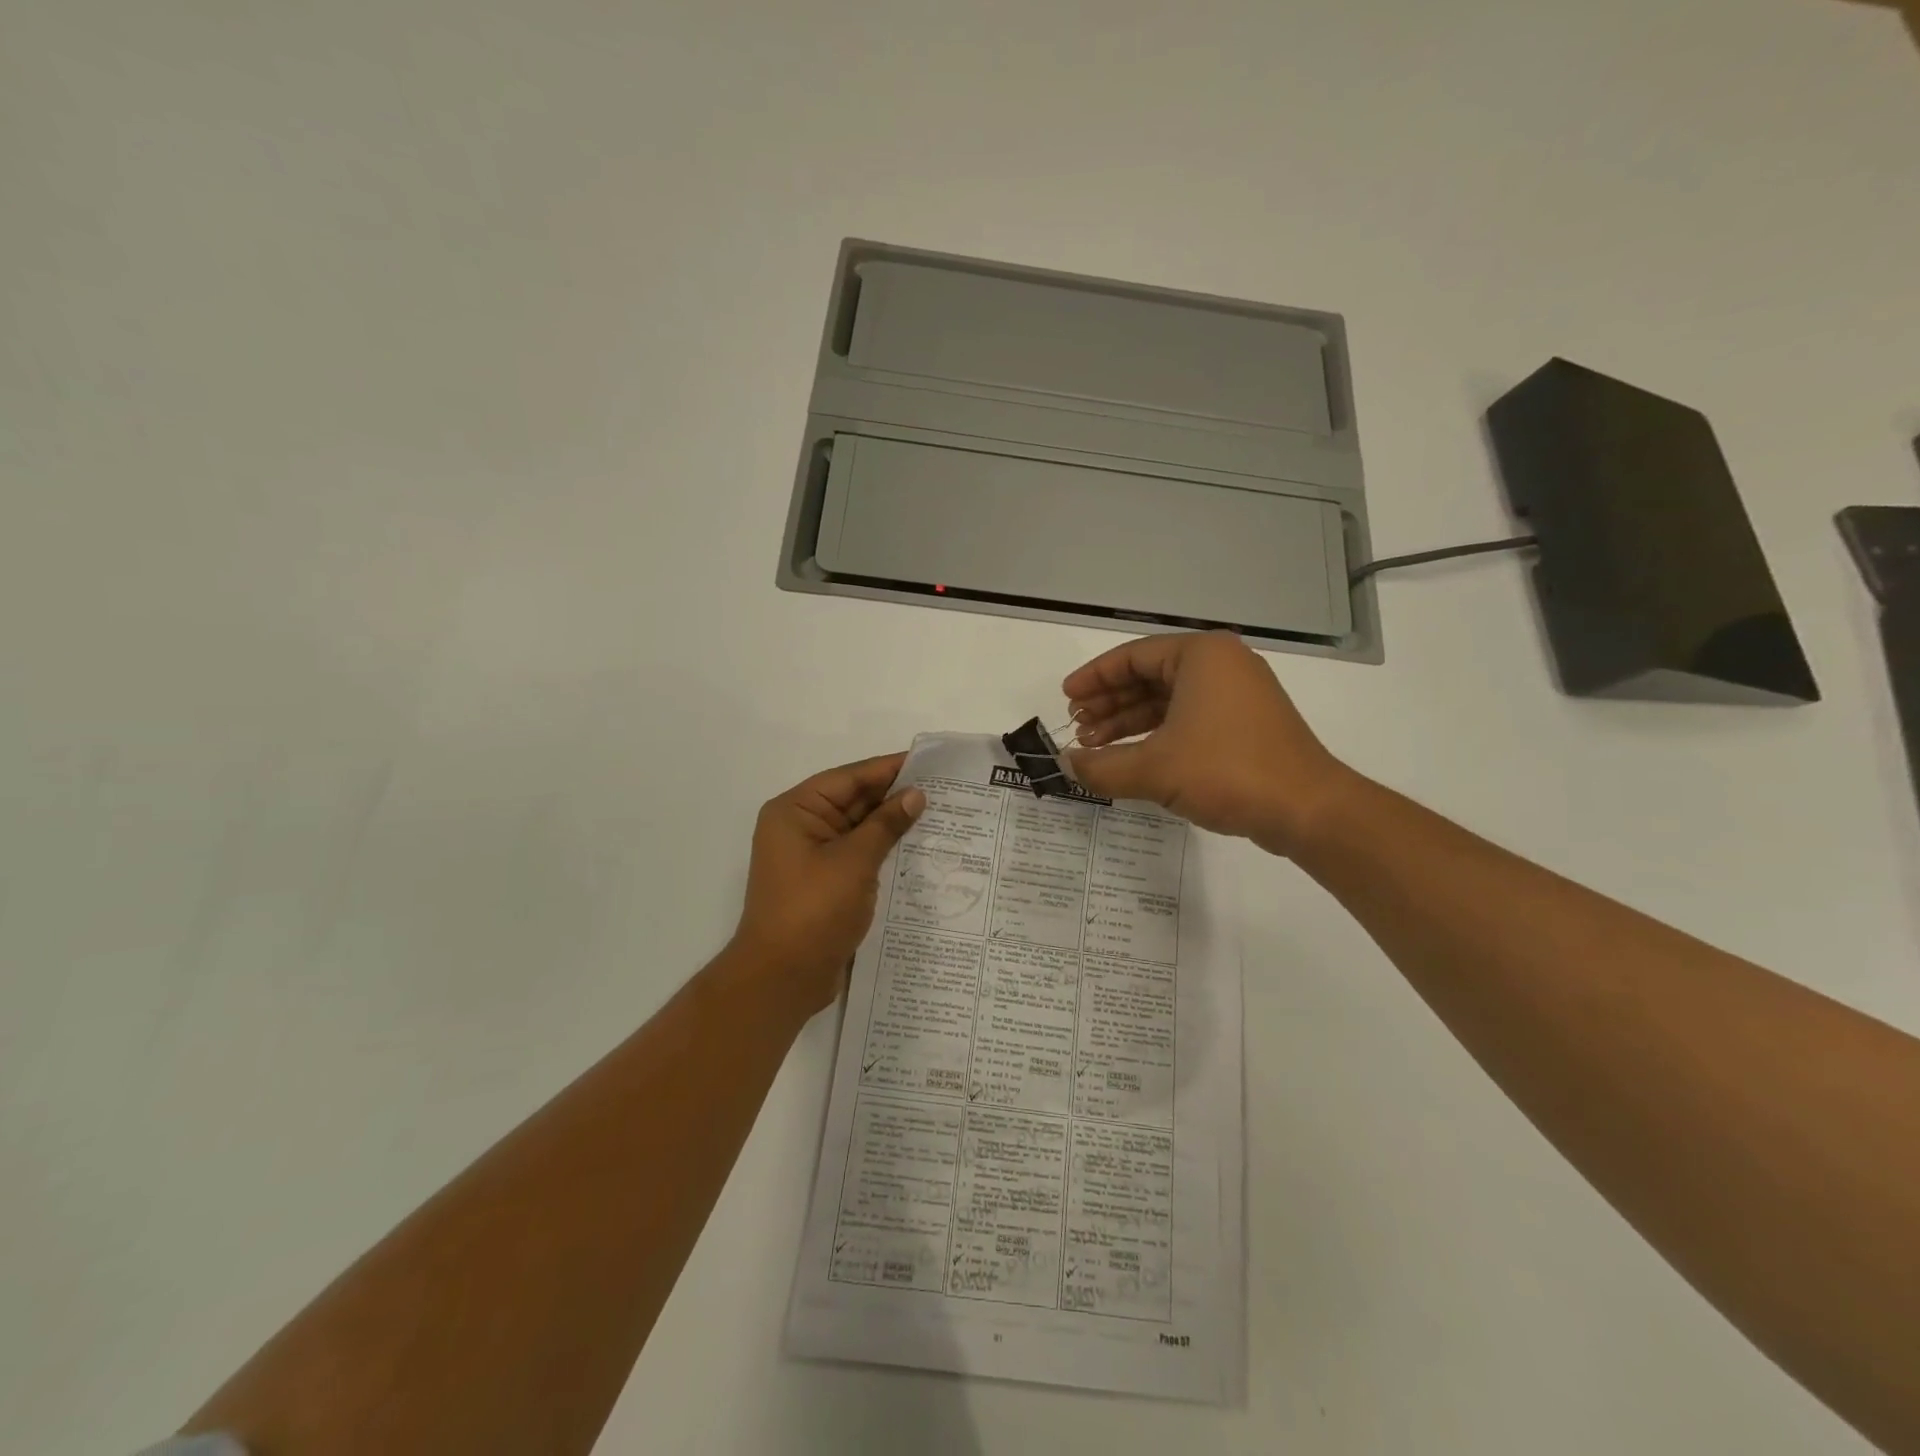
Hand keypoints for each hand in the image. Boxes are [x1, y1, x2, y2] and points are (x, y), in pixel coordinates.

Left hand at [731, 753, 925, 1015]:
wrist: (782, 978)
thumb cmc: (813, 910)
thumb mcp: (854, 862)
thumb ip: (886, 825)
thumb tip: (916, 795)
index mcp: (796, 811)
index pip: (849, 778)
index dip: (889, 769)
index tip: (928, 762)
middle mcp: (801, 827)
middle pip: (853, 801)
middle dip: (895, 796)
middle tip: (943, 789)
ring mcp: (812, 857)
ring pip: (859, 829)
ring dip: (892, 824)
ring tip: (940, 815)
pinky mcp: (824, 883)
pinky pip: (858, 855)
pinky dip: (884, 850)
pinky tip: (919, 848)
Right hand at [1063, 631, 1355, 856]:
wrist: (1307, 809)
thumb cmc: (1227, 772)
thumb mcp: (1153, 769)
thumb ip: (1102, 766)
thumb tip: (1066, 765)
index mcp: (1201, 656)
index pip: (1133, 656)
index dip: (1094, 678)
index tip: (1066, 698)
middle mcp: (1222, 666)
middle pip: (1149, 677)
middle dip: (1109, 703)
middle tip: (1077, 727)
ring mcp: (1237, 696)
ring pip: (1168, 701)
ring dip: (1129, 723)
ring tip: (1094, 747)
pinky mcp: (1245, 726)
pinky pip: (1188, 720)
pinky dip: (1157, 736)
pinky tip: (1130, 759)